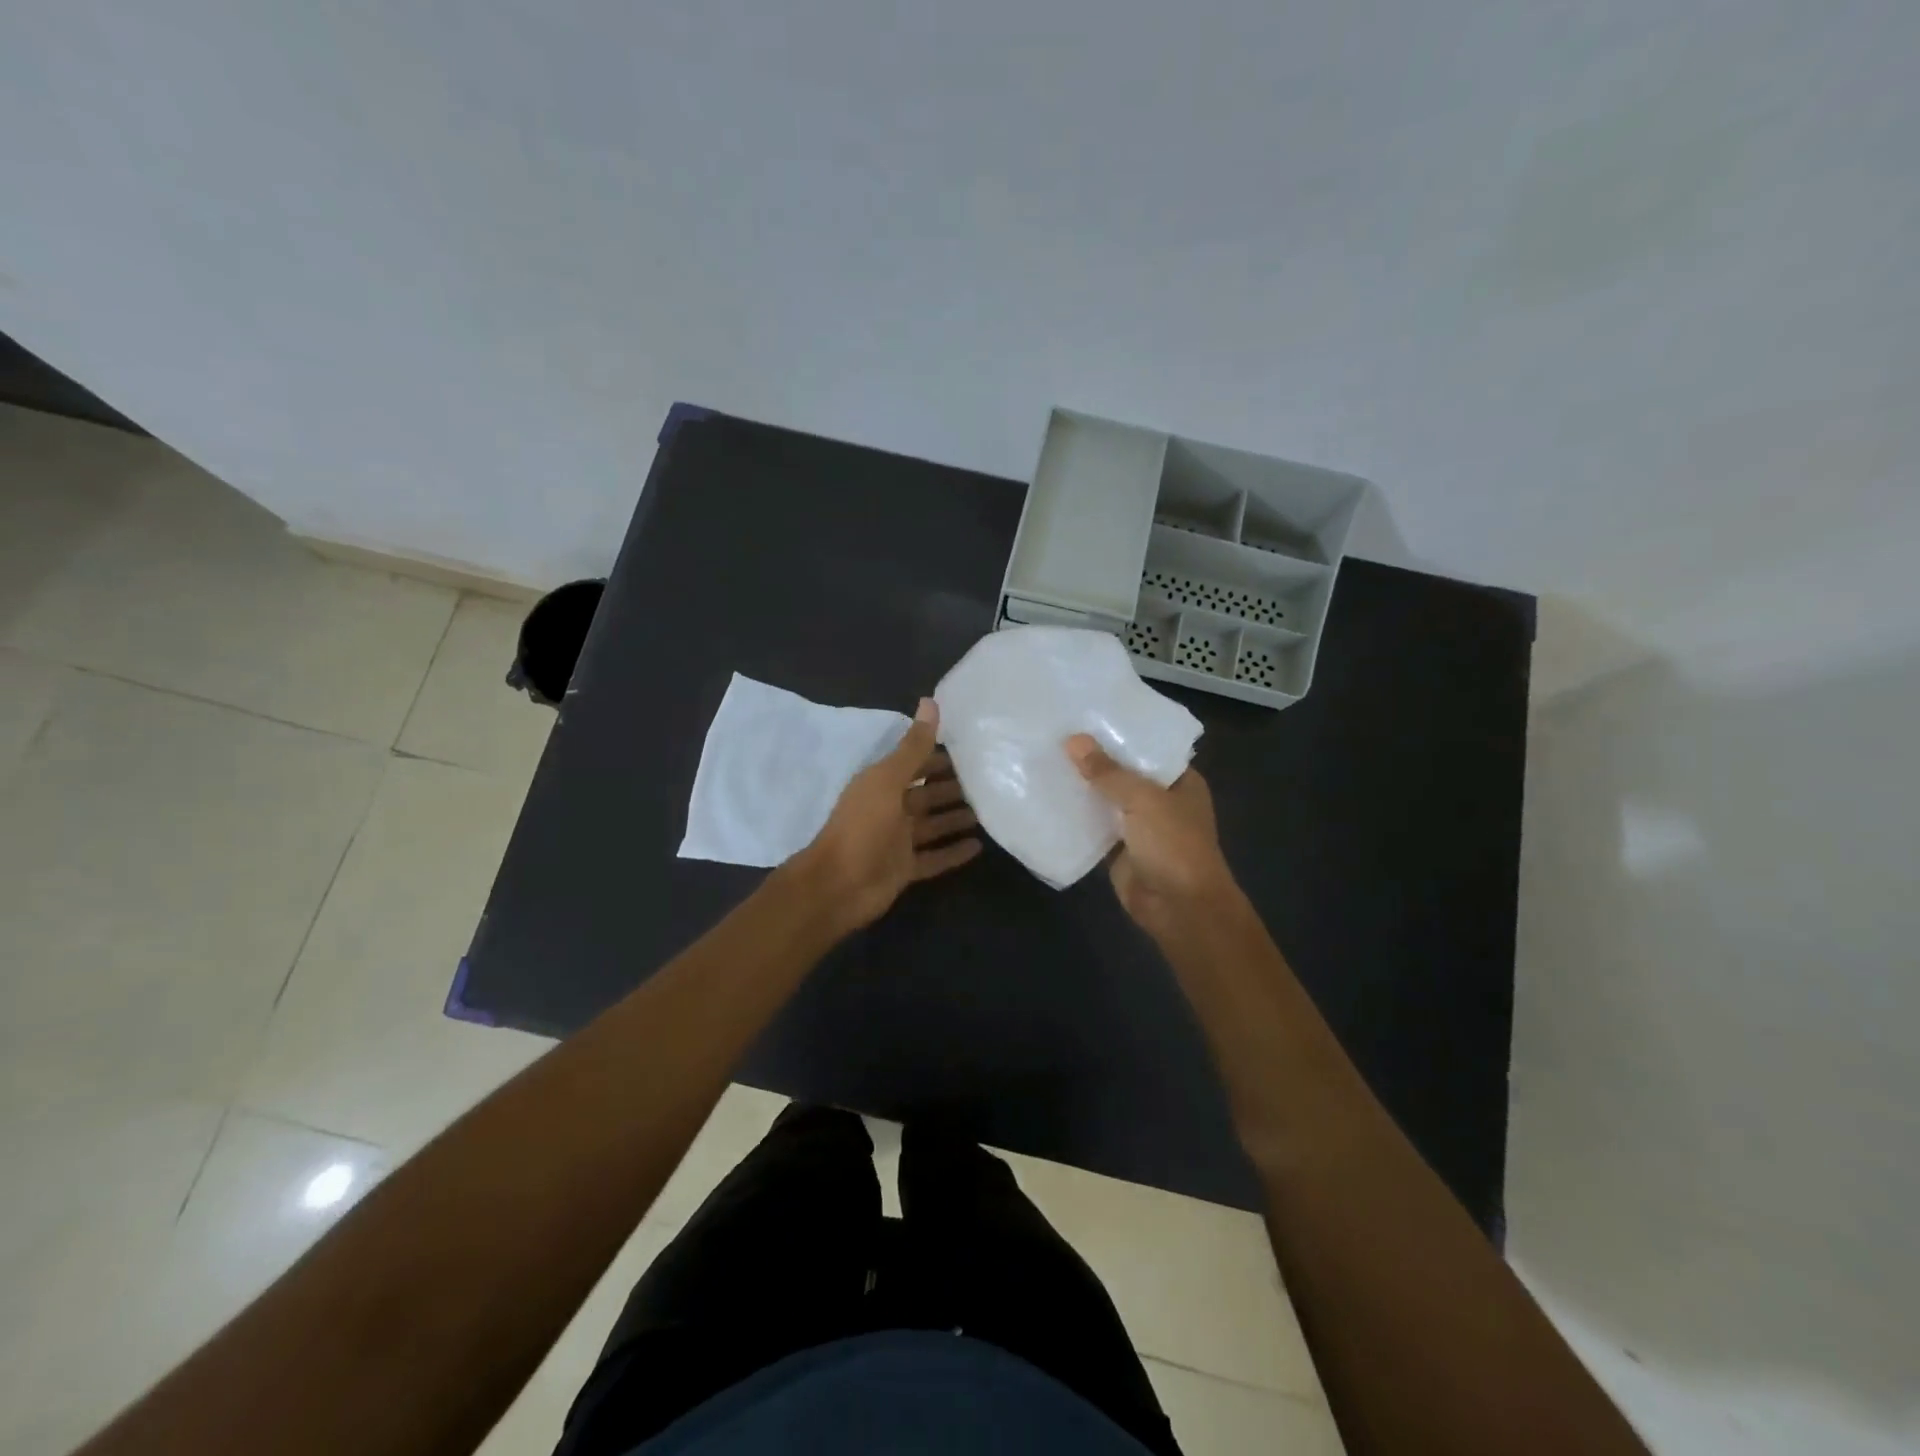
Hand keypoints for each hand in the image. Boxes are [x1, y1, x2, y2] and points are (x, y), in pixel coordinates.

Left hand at [799, 699, 981, 932]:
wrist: (838, 885)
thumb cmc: (862, 826)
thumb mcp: (888, 780)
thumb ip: (913, 746)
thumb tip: (930, 701)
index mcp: (882, 784)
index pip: (915, 764)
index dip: (939, 756)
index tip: (972, 749)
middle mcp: (890, 809)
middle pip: (927, 794)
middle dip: (952, 787)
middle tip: (989, 780)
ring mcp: (897, 841)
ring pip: (933, 825)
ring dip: (956, 818)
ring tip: (990, 810)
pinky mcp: (905, 869)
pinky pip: (935, 857)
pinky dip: (954, 852)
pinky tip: (979, 847)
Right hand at [1065, 735, 1237, 936]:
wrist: (1179, 908)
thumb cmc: (1173, 845)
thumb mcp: (1142, 799)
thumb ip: (1107, 771)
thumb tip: (1073, 740)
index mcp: (1180, 781)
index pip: (1148, 747)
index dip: (1120, 731)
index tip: (1086, 713)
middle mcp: (1161, 799)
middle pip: (1123, 772)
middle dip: (1095, 758)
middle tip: (1055, 732)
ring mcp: (1139, 825)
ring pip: (1106, 799)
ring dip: (1082, 786)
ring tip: (1045, 757)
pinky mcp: (1118, 848)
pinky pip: (1093, 825)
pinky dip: (1075, 815)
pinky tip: (1047, 795)